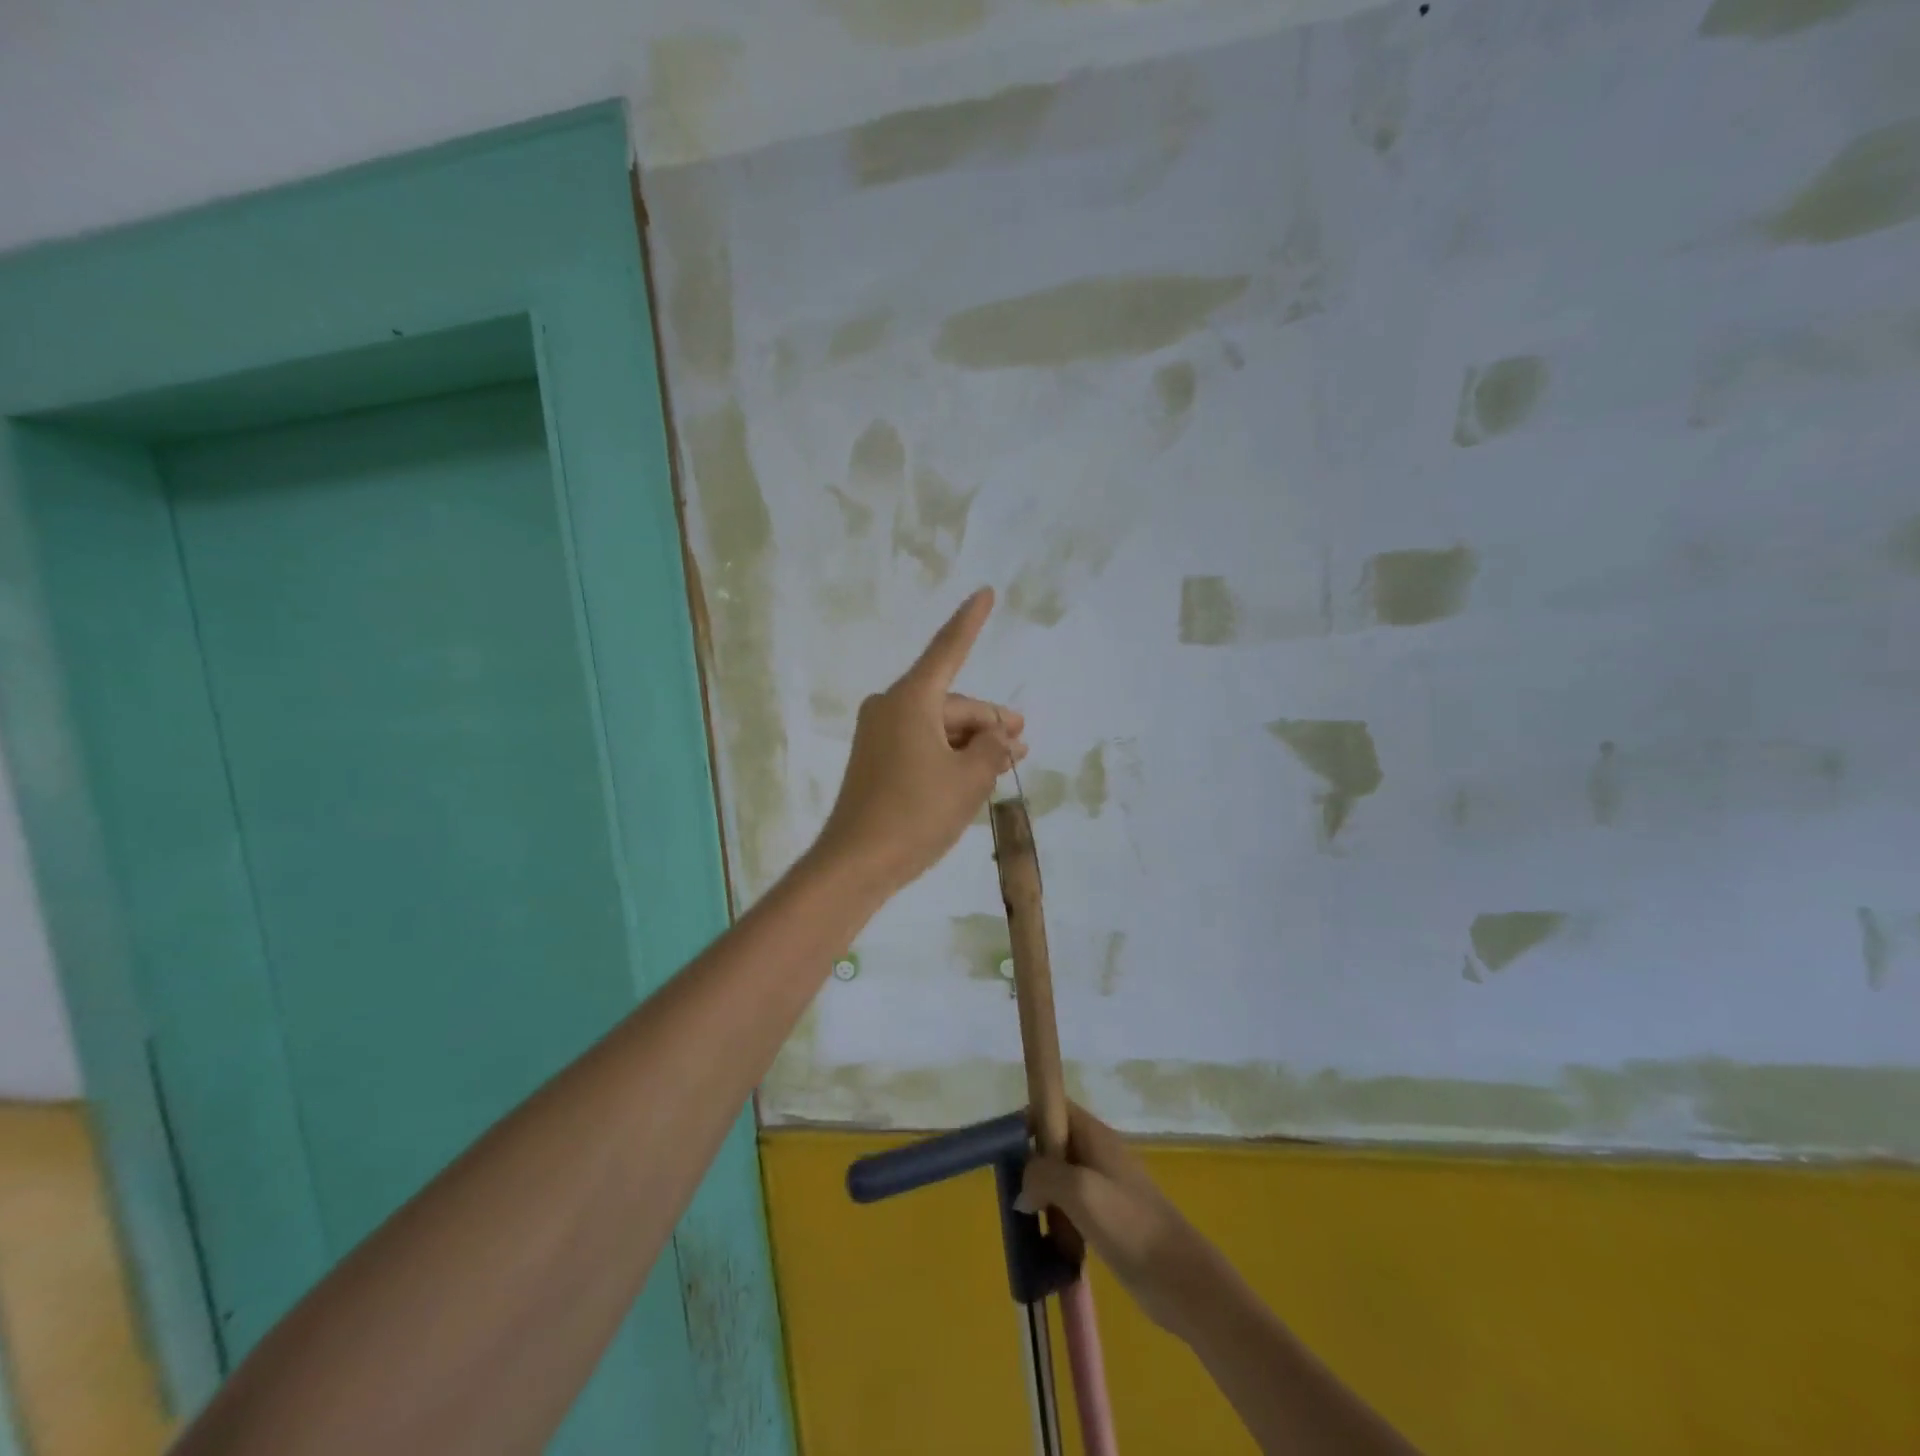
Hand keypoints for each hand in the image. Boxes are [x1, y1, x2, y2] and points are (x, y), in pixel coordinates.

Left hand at [815, 588, 1027, 894]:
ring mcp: (879, 734)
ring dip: (973, 743)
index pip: (949, 649)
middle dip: (989, 723)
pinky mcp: (875, 760)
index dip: (971, 621)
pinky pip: (922, 744)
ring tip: (1007, 764)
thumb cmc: (916, 814)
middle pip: (952, 703)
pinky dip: (950, 755)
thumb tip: (1000, 736)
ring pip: (939, 727)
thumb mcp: (969, 779)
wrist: (856, 863)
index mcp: (911, 700)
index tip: (985, 592)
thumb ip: (993, 748)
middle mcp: (890, 707)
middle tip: (1023, 745)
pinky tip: (974, 776)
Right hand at [1017, 1103, 1212, 1334]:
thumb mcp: (1080, 1190)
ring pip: (1059, 1180)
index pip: (1052, 1107)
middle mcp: (1097, 1153)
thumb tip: (1022, 1191)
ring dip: (1042, 1198)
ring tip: (1027, 1224)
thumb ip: (1043, 1176)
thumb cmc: (1130, 1224)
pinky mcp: (1108, 1220)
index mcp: (1093, 1134)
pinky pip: (1071, 1209)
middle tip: (1014, 1195)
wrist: (1181, 1279)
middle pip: (1052, 1145)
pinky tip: (1049, 1246)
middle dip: (1030, 1166)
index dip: (1028, 1121)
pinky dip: (1057, 1222)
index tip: (1006, 1151)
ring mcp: (1104, 1187)